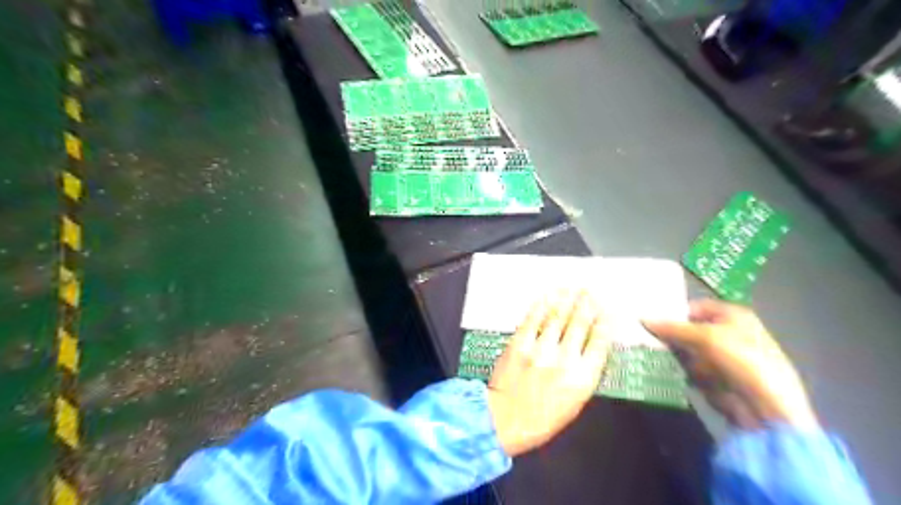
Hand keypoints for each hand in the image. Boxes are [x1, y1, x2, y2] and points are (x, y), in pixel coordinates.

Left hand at [487, 292, 611, 457]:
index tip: (609, 309)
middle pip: (580, 324)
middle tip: (591, 290)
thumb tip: (591, 347)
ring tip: (573, 287)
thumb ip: (585, 374)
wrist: (505, 419)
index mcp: (582, 379)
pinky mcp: (519, 344)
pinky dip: (542, 304)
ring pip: (557, 316)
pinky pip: (533, 319)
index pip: (600, 342)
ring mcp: (540, 350)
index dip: (606, 322)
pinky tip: (548, 295)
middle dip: (587, 303)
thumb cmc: (543, 417)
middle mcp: (564, 360)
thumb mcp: (575, 403)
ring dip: (567, 299)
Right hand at [644, 300, 821, 430]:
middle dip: (669, 334)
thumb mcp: (705, 337)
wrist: (767, 407)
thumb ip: (673, 328)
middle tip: (642, 334)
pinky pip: (689, 369)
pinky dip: (679, 370)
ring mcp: (721, 358)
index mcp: (732, 316)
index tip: (649, 318)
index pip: (695, 307)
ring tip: (648, 351)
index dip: (674, 312)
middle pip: (689, 329)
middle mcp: (727, 333)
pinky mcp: (714, 379)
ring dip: (672, 353)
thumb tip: (642, 318)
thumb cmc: (742, 360)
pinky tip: (662, 368)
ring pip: (686, 350)